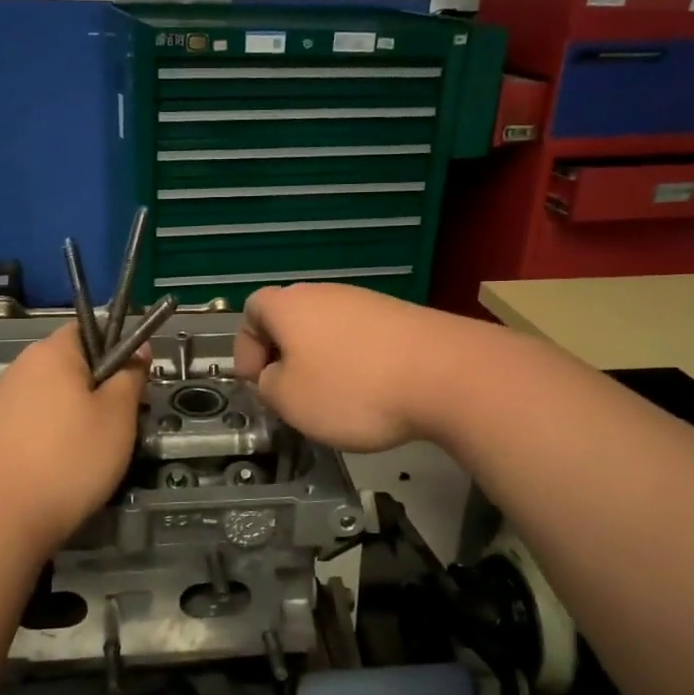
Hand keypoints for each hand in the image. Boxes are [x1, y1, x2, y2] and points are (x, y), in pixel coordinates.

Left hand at [0, 324, 147, 560]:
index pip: (87, 329)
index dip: (114, 350)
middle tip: (114, 426)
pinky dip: (40, 437)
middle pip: (65, 365)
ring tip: (83, 454)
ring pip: (44, 397)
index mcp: (51, 353)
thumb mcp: (118, 417)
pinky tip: (49, 470)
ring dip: (66, 415)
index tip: (129, 386)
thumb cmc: (70, 461)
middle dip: (92, 388)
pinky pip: (23, 424)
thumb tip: (139, 348)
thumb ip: (130, 376)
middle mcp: (18, 367)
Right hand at [232, 283, 486, 451]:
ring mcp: (366, 301)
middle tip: (290, 393)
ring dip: (321, 360)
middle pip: (290, 318)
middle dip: (284, 355)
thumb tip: (276, 375)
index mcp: (289, 305)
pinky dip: (357, 362)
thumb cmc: (353, 388)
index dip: (246, 347)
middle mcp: (324, 293)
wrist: (446, 374)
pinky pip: (362, 338)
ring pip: (327, 329)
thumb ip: (268, 386)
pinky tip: (372, 392)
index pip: (251, 310)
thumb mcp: (289, 401)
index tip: (257, 381)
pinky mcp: (400, 317)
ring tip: (333, 399)